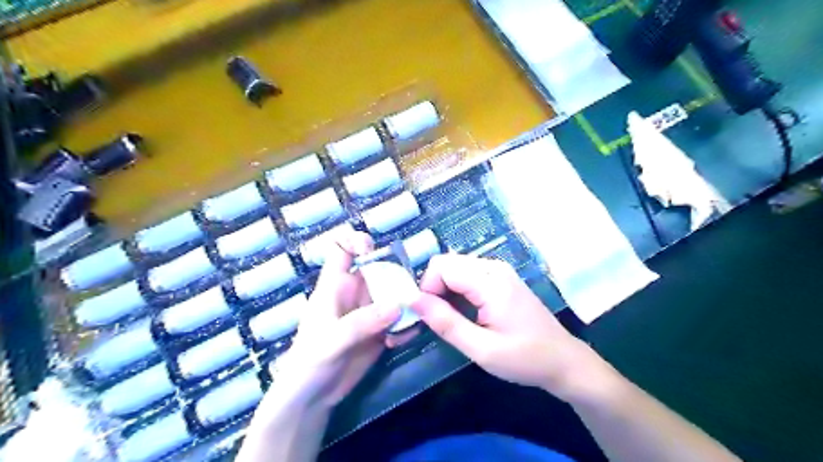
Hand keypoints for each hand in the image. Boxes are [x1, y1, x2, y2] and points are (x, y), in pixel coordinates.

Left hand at [272, 231, 401, 407]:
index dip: (356, 241)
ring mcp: (369, 312)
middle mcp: (355, 294)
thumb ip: (362, 322)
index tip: (373, 250)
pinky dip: (406, 325)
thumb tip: (397, 305)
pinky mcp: (380, 331)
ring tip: (409, 320)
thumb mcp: (332, 340)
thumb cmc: (309, 363)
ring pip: (394, 293)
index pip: (341, 250)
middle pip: (379, 269)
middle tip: (409, 294)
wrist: (312, 399)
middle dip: (396, 276)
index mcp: (335, 286)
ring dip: (406, 303)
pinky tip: (401, 340)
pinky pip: (399, 319)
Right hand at [411, 253, 602, 400]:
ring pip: (455, 267)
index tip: (430, 317)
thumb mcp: (482, 350)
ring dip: (444, 290)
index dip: (427, 288)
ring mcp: (499, 270)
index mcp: (491, 282)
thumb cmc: (525, 359)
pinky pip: (467, 274)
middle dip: (434, 288)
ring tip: (452, 319)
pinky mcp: (500, 277)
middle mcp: (494, 267)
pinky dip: (457, 290)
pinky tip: (465, 312)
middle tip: (439, 320)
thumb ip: (446, 323)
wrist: (563, 360)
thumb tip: (413, 300)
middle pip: (447, 263)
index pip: (442, 266)